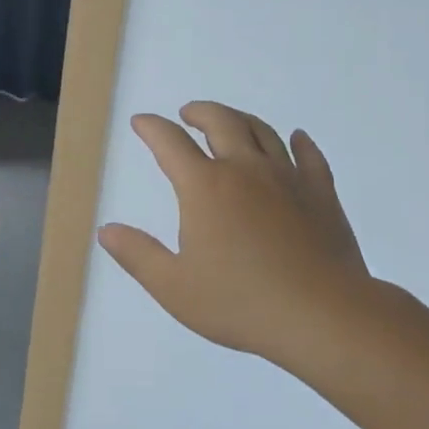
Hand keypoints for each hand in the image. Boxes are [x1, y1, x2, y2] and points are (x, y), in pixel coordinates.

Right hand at [98, 101, 373, 362]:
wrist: (322, 315)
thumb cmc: (241, 303)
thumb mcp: (174, 287)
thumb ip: (138, 255)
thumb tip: (107, 230)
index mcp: (205, 187)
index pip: (170, 143)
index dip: (152, 128)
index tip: (142, 122)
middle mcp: (245, 170)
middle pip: (221, 122)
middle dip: (199, 112)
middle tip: (187, 114)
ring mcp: (288, 178)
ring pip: (263, 132)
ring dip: (241, 119)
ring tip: (231, 121)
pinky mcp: (321, 194)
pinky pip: (310, 157)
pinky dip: (300, 142)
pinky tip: (297, 138)